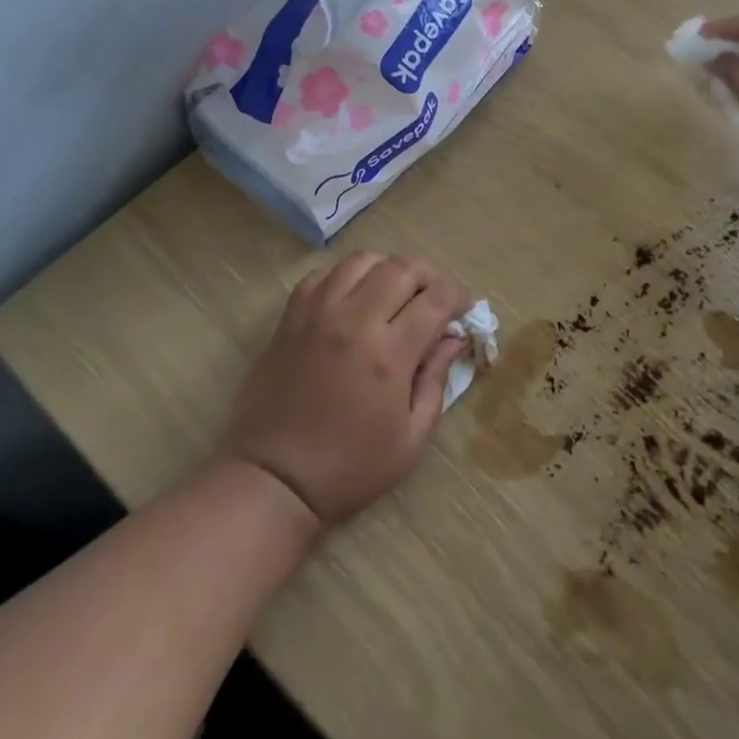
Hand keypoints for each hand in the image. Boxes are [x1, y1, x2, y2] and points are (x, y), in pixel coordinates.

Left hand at [218, 252, 470, 528]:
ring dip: (389, 268)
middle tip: (437, 298)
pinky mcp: (291, 317)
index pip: (436, 299)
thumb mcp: (410, 440)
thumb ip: (436, 381)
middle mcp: (354, 320)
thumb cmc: (349, 468)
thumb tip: (453, 338)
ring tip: (397, 292)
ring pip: (362, 259)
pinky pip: (324, 274)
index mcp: (388, 354)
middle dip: (430, 276)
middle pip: (402, 268)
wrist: (272, 478)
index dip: (459, 297)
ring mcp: (317, 313)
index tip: (466, 308)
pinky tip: (355, 296)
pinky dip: (348, 275)